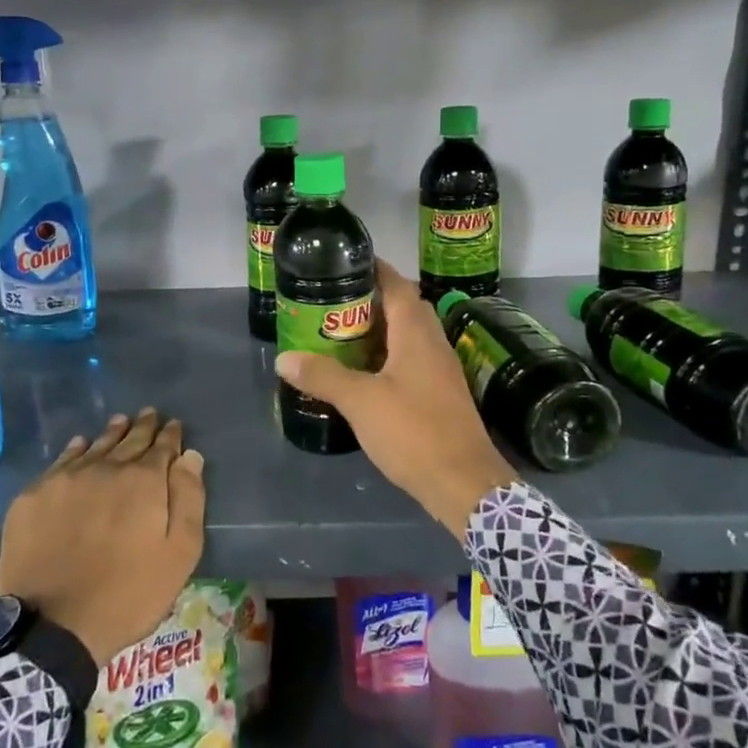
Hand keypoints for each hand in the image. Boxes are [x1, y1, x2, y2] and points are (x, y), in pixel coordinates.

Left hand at [0, 409, 205, 665]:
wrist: (53, 625)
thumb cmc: (128, 594)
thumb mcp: (179, 554)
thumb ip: (188, 499)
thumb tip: (189, 456)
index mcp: (144, 480)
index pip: (162, 447)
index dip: (170, 436)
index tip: (174, 426)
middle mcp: (105, 467)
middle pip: (128, 440)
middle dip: (142, 427)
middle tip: (149, 415)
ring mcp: (66, 479)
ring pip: (95, 446)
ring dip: (111, 433)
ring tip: (120, 422)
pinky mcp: (34, 496)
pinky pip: (61, 461)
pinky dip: (76, 450)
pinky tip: (80, 445)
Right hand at [276, 258, 516, 537]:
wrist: (463, 483)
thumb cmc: (413, 431)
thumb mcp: (360, 401)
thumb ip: (323, 377)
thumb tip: (284, 358)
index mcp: (417, 333)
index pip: (398, 285)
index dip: (375, 269)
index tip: (346, 264)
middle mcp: (433, 343)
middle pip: (405, 308)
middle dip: (372, 300)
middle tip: (335, 303)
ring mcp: (441, 370)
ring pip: (409, 336)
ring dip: (381, 330)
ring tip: (343, 335)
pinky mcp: (441, 395)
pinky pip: (413, 361)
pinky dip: (389, 357)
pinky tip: (366, 374)